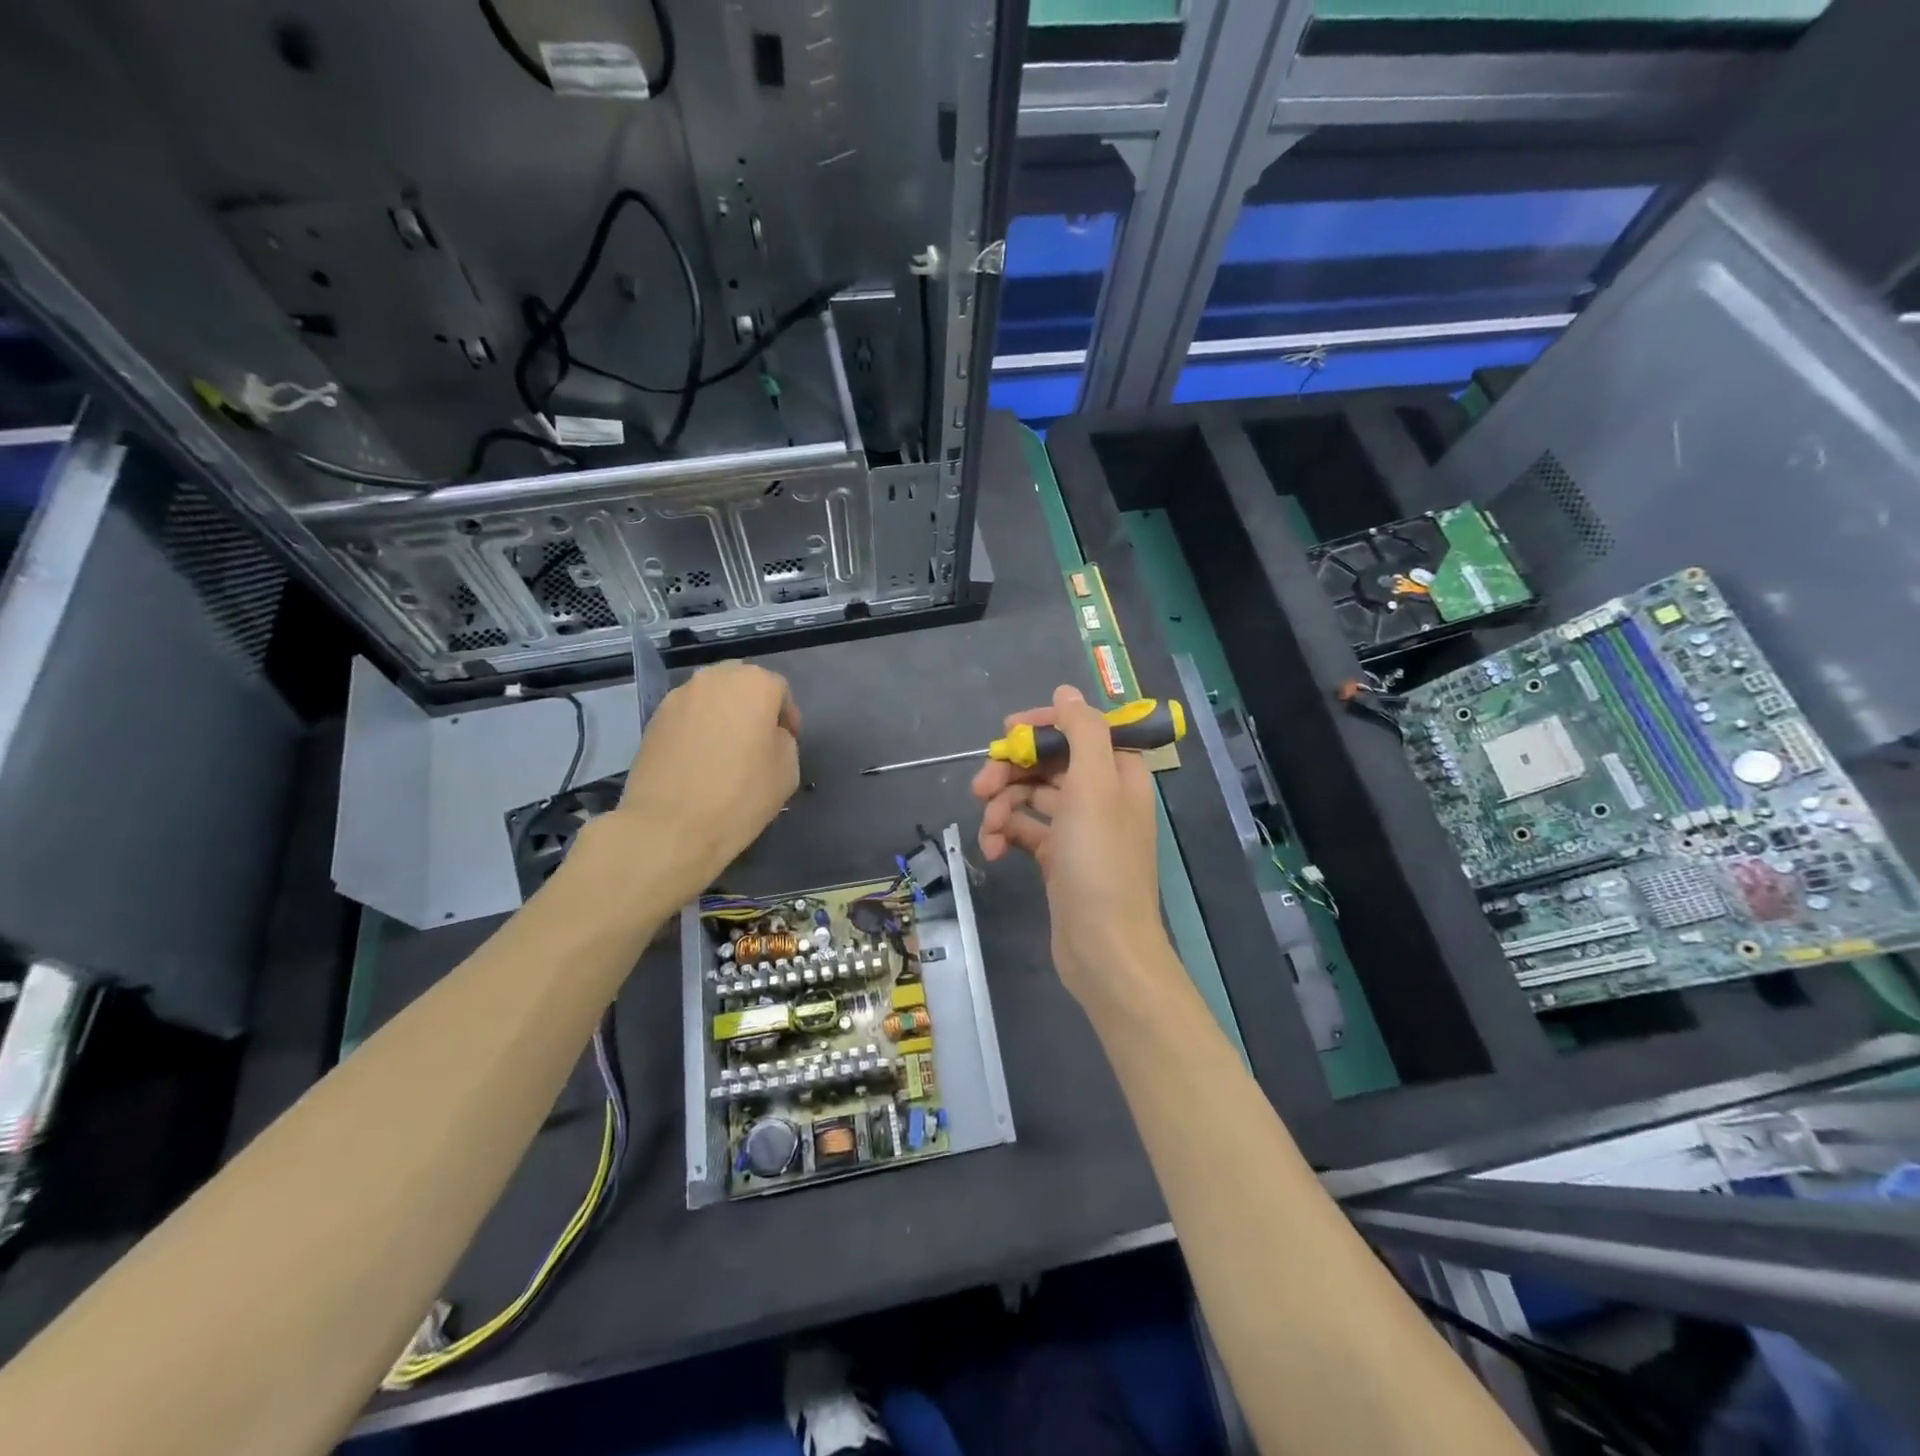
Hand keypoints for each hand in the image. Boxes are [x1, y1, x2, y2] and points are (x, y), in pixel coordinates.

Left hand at [611, 662, 800, 902]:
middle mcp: (714, 678)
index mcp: (754, 684)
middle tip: (756, 742)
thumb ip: (784, 740)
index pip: (779, 690)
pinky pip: (687, 715)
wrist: (669, 826)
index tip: (786, 743)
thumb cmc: (740, 796)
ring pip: (711, 698)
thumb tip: (767, 736)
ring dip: (723, 715)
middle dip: (752, 707)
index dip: (787, 717)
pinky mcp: (653, 719)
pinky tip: (698, 760)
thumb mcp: (788, 770)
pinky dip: (697, 729)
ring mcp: (678, 697)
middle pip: (742, 684)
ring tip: (724, 751)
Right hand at [972, 684, 1166, 1002]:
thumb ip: (1083, 731)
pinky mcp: (1057, 858)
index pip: (1079, 730)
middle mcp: (1101, 795)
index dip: (1042, 726)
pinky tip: (991, 850)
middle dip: (1012, 770)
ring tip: (987, 828)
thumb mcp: (1093, 787)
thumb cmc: (1099, 862)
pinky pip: (1026, 830)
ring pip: (1031, 797)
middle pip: (1049, 762)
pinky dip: (1006, 834)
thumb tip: (1066, 692)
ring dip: (1003, 806)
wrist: (1103, 949)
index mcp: (1118, 773)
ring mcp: (1078, 829)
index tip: (1005, 733)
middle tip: (980, 786)